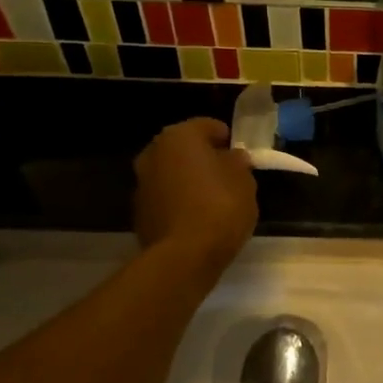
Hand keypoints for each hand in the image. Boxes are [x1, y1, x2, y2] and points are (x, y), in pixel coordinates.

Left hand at [134, 119, 257, 267]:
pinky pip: (164, 198)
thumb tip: (231, 158)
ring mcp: (141, 183)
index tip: (240, 156)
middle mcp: (154, 152)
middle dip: (203, 158)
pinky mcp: (138, 212)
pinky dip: (178, 201)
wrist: (184, 256)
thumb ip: (237, 163)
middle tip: (226, 175)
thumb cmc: (220, 207)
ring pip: (171, 173)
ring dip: (187, 180)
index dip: (226, 139)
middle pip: (185, 148)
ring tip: (212, 199)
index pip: (208, 126)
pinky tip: (196, 218)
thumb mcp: (244, 180)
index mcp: (180, 136)